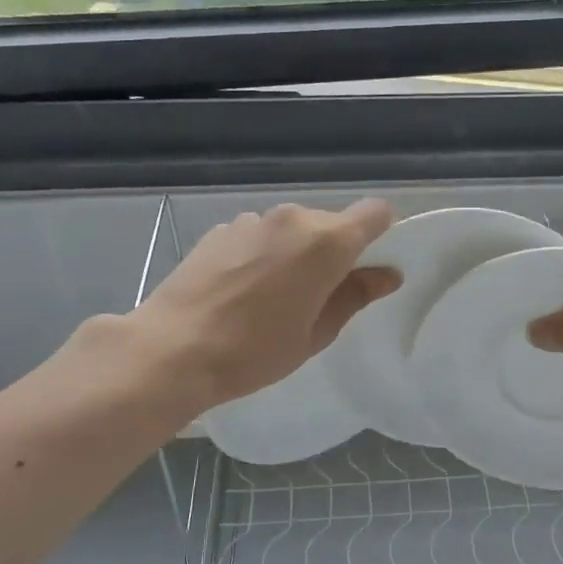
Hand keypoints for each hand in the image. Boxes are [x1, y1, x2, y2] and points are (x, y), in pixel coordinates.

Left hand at [120, 200, 399, 411]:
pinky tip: (241, 291)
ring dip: (296, 253)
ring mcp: (252, 220)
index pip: (375, 213)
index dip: (381, 233)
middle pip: (331, 224)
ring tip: (273, 297)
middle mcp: (292, 219)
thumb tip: (389, 274)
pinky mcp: (221, 229)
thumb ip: (355, 296)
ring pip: (293, 230)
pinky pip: (260, 235)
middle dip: (334, 252)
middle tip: (317, 297)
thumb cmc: (256, 350)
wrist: (173, 349)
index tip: (369, 265)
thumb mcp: (317, 333)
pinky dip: (263, 254)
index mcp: (326, 242)